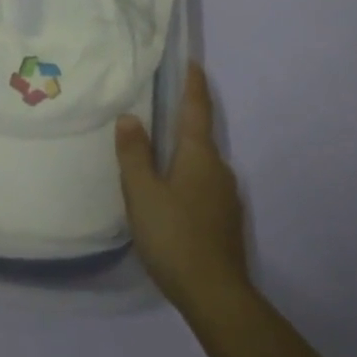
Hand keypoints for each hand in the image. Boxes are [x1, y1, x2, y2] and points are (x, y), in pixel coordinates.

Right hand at [116, 62, 251, 319]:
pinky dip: (186, 176)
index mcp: (200, 155)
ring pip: (201, 162)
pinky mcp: (225, 219)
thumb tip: (130, 117)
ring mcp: (226, 196)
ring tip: (155, 152)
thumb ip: (134, 153)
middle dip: (182, 118)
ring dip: (181, 151)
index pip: (197, 108)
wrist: (216, 295)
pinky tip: (168, 193)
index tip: (190, 61)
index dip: (193, 83)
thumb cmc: (174, 236)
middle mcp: (219, 168)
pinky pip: (203, 184)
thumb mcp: (142, 193)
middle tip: (156, 106)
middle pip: (200, 134)